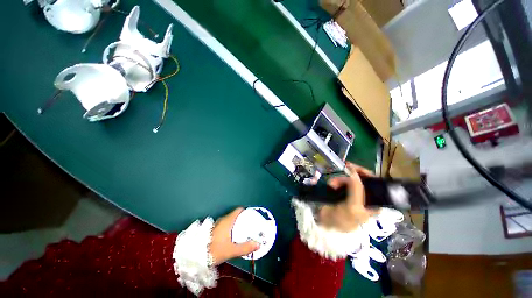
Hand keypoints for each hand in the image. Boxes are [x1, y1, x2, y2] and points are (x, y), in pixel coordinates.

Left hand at [209, 208, 259, 264]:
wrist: (194, 257)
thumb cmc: (214, 250)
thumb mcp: (231, 250)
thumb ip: (245, 247)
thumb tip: (258, 244)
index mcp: (227, 221)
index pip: (239, 210)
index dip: (246, 211)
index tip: (252, 216)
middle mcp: (222, 220)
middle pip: (235, 216)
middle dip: (242, 220)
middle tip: (250, 226)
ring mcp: (216, 225)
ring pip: (229, 221)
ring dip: (236, 225)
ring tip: (243, 232)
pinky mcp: (212, 230)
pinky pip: (225, 226)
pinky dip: (230, 229)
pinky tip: (232, 237)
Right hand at [317, 162, 377, 232]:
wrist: (324, 225)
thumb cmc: (342, 220)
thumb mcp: (352, 207)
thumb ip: (356, 189)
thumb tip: (354, 172)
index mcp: (373, 203)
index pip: (375, 184)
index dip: (365, 174)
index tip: (353, 167)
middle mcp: (364, 197)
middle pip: (361, 180)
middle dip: (349, 177)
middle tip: (339, 177)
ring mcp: (352, 194)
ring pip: (349, 180)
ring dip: (339, 180)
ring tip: (330, 184)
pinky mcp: (341, 192)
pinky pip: (341, 182)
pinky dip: (335, 181)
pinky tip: (330, 184)